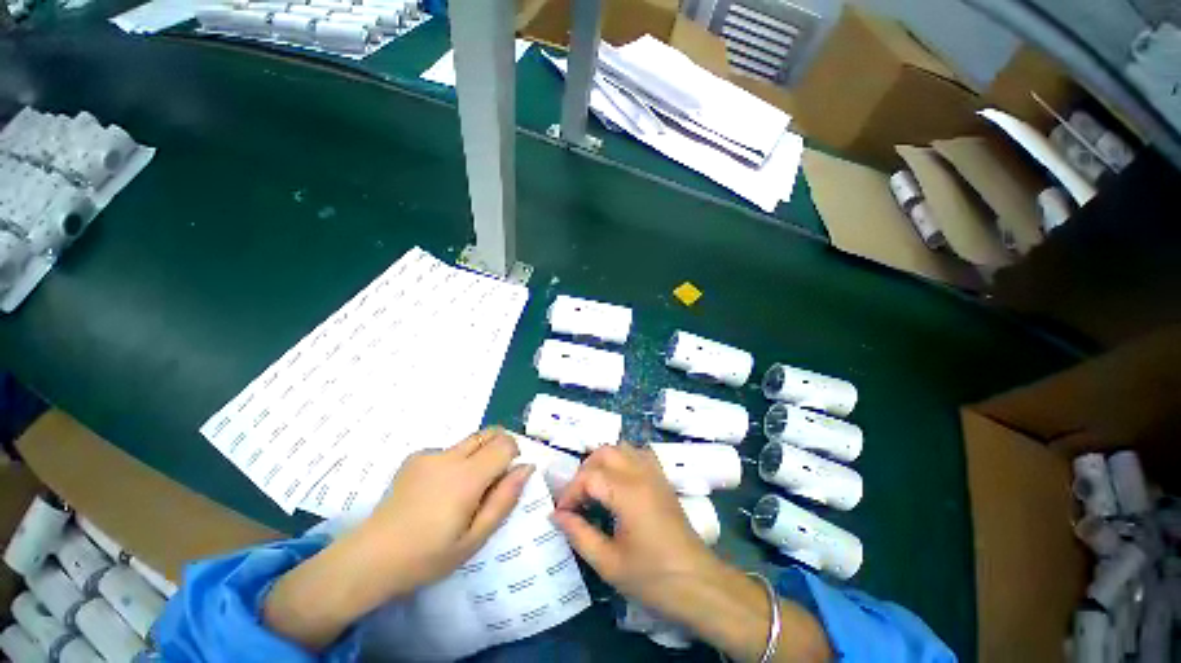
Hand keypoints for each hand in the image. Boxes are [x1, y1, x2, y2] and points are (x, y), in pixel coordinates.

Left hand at [353, 428, 534, 594]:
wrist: (370, 558)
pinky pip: (448, 450)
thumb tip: (526, 468)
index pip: (504, 444)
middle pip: (489, 433)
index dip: (513, 455)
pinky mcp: (414, 457)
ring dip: (477, 456)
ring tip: (460, 491)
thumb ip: (504, 499)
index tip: (505, 478)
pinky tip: (437, 491)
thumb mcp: (475, 539)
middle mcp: (450, 456)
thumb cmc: (428, 556)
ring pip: (469, 441)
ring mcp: (429, 454)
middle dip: (499, 448)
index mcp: (467, 477)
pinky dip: (455, 462)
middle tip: (490, 481)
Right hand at [553, 444, 830, 662]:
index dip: (570, 493)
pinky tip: (618, 481)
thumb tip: (557, 515)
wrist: (699, 584)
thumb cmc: (653, 578)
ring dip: (602, 461)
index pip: (589, 477)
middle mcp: (641, 473)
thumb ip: (579, 534)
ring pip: (622, 447)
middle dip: (584, 471)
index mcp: (627, 492)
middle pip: (604, 452)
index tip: (562, 515)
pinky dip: (622, 459)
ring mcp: (654, 473)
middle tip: (577, 499)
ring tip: (593, 489)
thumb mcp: (609, 563)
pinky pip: (639, 454)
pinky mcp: (662, 479)